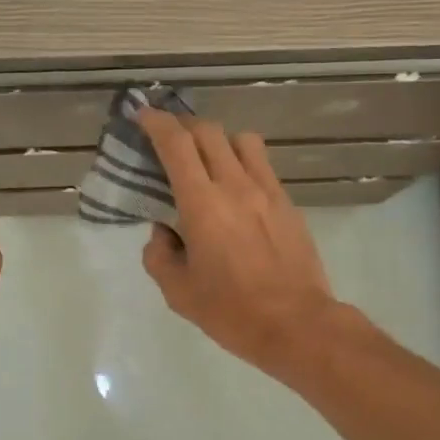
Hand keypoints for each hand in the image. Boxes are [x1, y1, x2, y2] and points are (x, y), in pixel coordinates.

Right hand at [136, 108, 339, 373]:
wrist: (296, 324)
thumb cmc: (231, 311)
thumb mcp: (178, 291)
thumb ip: (160, 254)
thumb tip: (164, 231)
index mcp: (202, 204)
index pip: (176, 144)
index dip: (156, 123)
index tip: (143, 115)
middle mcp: (235, 185)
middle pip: (209, 132)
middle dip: (184, 126)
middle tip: (169, 138)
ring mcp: (267, 191)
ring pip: (242, 140)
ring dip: (219, 140)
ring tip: (208, 159)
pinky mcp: (288, 203)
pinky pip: (263, 165)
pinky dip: (243, 162)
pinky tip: (236, 188)